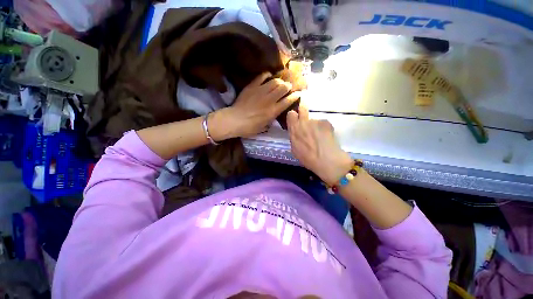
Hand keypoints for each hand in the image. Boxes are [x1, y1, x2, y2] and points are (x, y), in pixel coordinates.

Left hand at [215, 72, 301, 138]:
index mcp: (273, 111)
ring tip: (280, 82)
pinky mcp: (252, 86)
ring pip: (275, 81)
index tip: (299, 93)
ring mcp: (261, 91)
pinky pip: (262, 76)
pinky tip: (269, 76)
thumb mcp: (263, 127)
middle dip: (288, 86)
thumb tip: (274, 113)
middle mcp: (269, 100)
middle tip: (288, 87)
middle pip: (283, 88)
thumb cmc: (249, 128)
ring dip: (280, 81)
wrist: (234, 120)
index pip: (288, 101)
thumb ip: (271, 119)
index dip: (295, 96)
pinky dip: (267, 75)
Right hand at [287, 105, 352, 184]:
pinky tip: (327, 138)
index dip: (293, 116)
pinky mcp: (326, 122)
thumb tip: (297, 133)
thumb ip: (294, 137)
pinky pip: (323, 124)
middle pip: (302, 108)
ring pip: (314, 120)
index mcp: (294, 130)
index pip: (291, 114)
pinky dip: (324, 129)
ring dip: (315, 125)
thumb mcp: (295, 149)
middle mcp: (304, 122)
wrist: (327, 160)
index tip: (295, 120)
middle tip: (305, 117)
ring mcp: (316, 121)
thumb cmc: (308, 158)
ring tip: (320, 137)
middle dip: (303, 110)